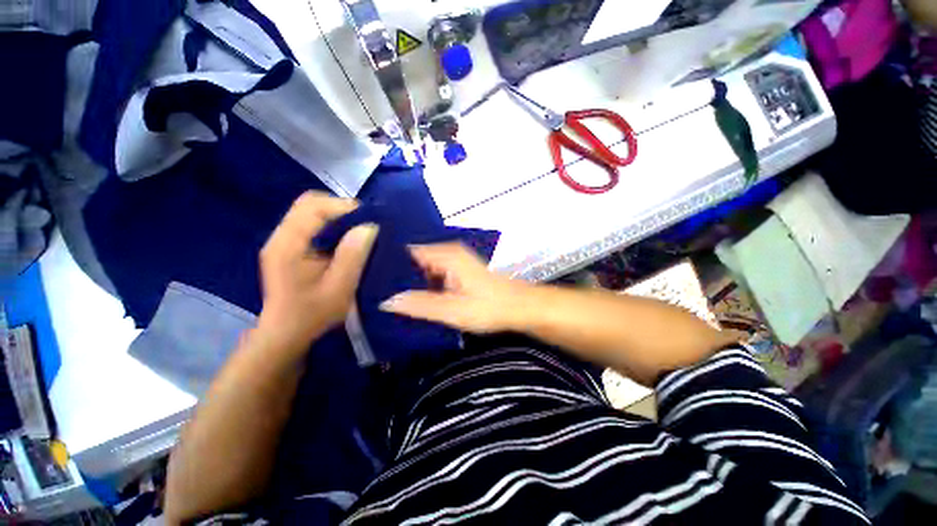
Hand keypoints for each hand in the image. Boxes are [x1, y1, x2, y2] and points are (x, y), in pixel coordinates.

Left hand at [256, 192, 378, 349]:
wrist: (287, 332)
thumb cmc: (313, 314)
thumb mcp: (340, 287)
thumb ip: (353, 255)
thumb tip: (370, 226)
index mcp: (288, 244)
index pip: (313, 206)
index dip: (344, 207)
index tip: (371, 221)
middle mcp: (281, 235)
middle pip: (310, 203)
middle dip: (342, 209)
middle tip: (367, 225)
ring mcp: (284, 239)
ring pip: (312, 211)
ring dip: (339, 217)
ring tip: (360, 232)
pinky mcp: (291, 245)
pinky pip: (314, 223)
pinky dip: (334, 225)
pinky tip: (347, 240)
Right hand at [380, 242, 528, 332]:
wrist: (520, 307)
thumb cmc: (489, 307)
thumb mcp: (452, 310)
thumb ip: (420, 305)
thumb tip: (385, 302)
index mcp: (445, 255)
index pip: (407, 250)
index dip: (387, 260)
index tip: (365, 273)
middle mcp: (448, 252)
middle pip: (414, 258)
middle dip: (396, 272)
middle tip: (370, 288)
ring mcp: (455, 260)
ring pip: (423, 266)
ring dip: (409, 278)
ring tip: (384, 292)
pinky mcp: (459, 270)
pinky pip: (434, 272)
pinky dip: (423, 281)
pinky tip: (411, 295)